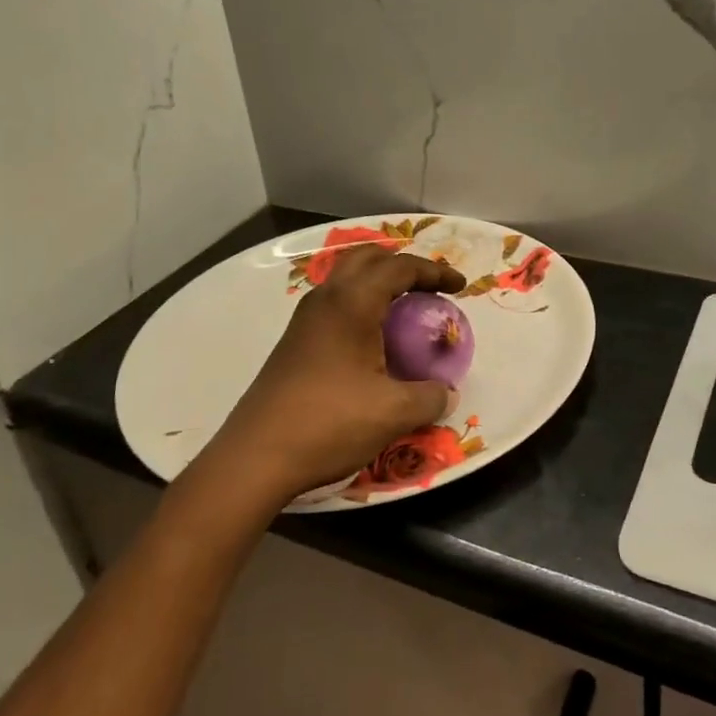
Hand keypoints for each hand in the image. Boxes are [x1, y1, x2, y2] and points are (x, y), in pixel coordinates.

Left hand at [213, 245, 464, 497]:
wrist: (256, 457)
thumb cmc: (329, 423)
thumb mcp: (393, 413)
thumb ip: (430, 397)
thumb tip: (447, 393)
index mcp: (352, 302)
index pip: (400, 267)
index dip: (434, 272)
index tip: (460, 289)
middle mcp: (325, 299)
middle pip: (367, 258)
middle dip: (402, 265)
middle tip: (428, 288)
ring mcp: (304, 319)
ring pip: (345, 279)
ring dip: (377, 283)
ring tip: (403, 309)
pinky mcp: (293, 341)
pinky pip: (334, 303)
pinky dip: (360, 305)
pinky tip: (371, 341)